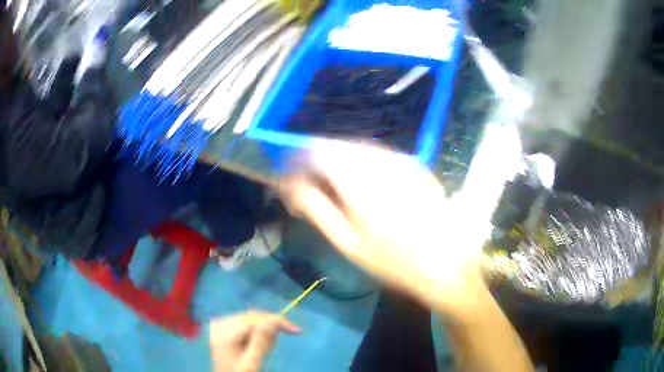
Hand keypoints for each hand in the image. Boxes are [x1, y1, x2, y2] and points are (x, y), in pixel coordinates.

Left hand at [209, 311, 299, 371]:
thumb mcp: (252, 363)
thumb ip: (261, 342)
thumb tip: (274, 321)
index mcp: (225, 333)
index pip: (255, 319)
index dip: (277, 321)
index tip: (297, 330)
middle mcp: (220, 324)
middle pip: (251, 317)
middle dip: (269, 328)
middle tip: (277, 344)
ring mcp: (220, 325)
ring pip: (249, 319)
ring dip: (262, 331)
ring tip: (263, 349)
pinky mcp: (222, 328)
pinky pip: (243, 323)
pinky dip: (254, 332)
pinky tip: (255, 345)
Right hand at [281, 142, 487, 316]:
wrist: (446, 263)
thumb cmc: (393, 262)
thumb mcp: (348, 242)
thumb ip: (316, 207)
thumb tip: (291, 183)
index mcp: (360, 182)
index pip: (317, 152)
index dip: (298, 160)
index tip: (290, 178)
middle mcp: (380, 161)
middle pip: (336, 146)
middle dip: (316, 162)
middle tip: (309, 188)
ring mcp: (401, 160)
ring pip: (356, 148)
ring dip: (337, 162)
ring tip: (333, 189)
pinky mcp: (414, 165)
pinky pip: (377, 155)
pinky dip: (360, 164)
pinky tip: (362, 186)